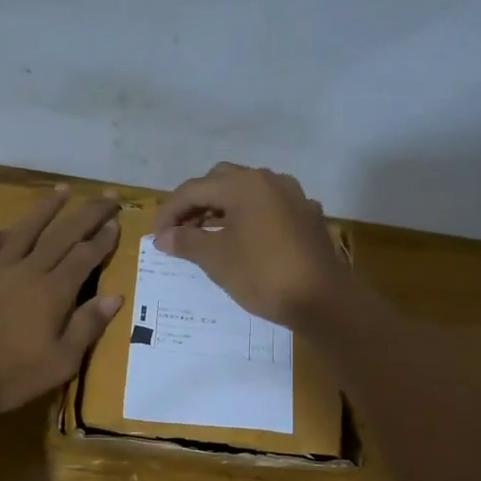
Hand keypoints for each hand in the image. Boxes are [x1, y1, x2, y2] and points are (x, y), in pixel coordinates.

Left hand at [0, 186, 123, 412]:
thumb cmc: (9, 374)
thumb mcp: (60, 362)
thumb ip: (87, 326)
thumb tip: (115, 296)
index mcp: (53, 292)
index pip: (85, 255)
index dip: (103, 237)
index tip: (117, 221)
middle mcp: (28, 270)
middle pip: (63, 233)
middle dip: (88, 212)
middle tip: (107, 195)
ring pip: (27, 228)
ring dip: (47, 208)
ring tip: (63, 190)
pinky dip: (6, 233)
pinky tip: (10, 229)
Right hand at [152, 163, 348, 327]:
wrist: (323, 300)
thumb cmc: (263, 275)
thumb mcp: (216, 260)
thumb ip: (186, 242)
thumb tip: (163, 237)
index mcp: (244, 185)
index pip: (194, 189)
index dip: (170, 211)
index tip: (156, 236)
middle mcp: (269, 180)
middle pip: (220, 181)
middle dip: (196, 203)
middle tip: (180, 231)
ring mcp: (293, 197)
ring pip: (247, 193)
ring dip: (222, 209)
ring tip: (205, 236)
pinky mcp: (307, 216)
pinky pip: (268, 208)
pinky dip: (248, 218)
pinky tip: (243, 240)